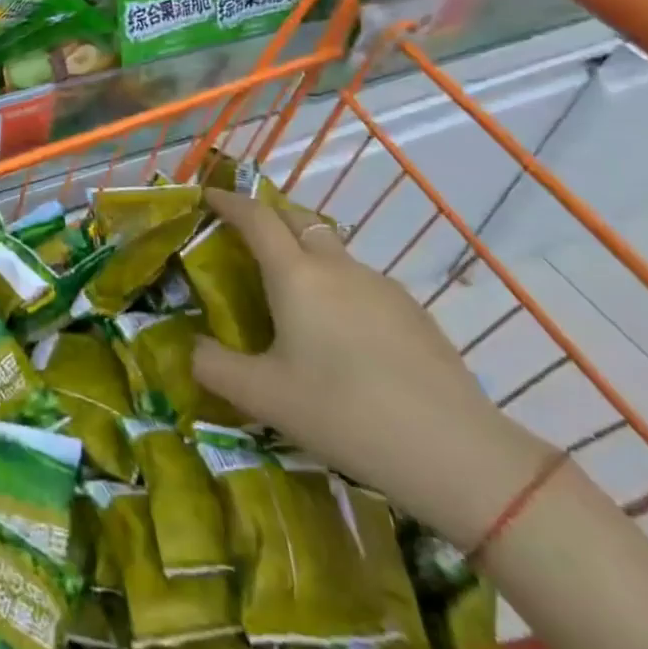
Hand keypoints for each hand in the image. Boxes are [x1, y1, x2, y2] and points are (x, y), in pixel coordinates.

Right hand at [190, 188, 552, 545]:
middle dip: (267, 213)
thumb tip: (192, 349)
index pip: (255, 217)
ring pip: (332, 249)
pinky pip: (361, 280)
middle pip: (296, 218)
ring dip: (305, 250)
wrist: (455, 453)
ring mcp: (380, 285)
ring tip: (294, 291)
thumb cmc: (344, 414)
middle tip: (246, 231)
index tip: (209, 195)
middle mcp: (336, 266)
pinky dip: (338, 284)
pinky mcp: (413, 311)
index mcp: (295, 275)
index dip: (228, 201)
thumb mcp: (264, 397)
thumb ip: (215, 368)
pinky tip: (344, 332)